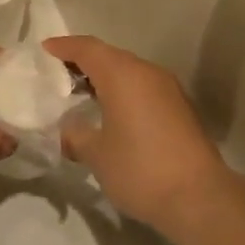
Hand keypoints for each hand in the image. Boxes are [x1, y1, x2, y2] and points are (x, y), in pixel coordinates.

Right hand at [43, 37, 233, 232]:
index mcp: (122, 74)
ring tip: (82, 94)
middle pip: (109, 55)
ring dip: (105, 77)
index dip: (64, 46)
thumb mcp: (97, 155)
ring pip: (129, 71)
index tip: (44, 50)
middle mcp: (147, 72)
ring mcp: (168, 88)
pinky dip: (123, 91)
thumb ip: (76, 135)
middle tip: (58, 74)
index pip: (88, 48)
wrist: (200, 197)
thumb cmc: (140, 169)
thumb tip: (68, 129)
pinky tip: (112, 112)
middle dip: (83, 61)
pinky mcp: (180, 107)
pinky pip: (143, 87)